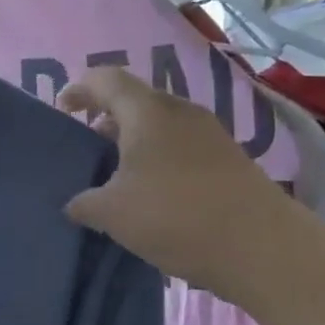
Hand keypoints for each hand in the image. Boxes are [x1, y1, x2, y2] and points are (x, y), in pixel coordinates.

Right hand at [57, 65, 291, 288]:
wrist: (262, 246)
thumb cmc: (175, 216)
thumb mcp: (113, 214)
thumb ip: (85, 203)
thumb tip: (75, 204)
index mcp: (147, 111)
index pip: (106, 79)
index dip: (79, 89)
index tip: (62, 109)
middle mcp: (180, 111)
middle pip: (135, 99)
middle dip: (107, 116)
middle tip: (88, 142)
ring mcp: (210, 132)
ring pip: (161, 122)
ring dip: (135, 138)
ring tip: (118, 170)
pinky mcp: (229, 157)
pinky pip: (182, 143)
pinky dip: (159, 155)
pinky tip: (153, 189)